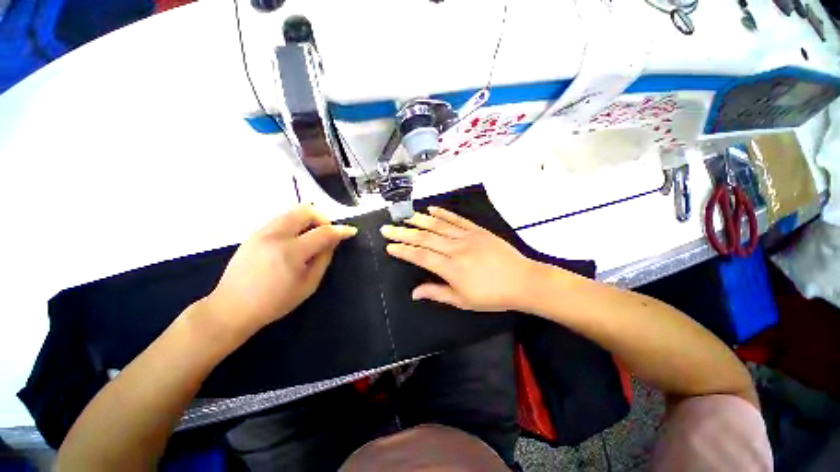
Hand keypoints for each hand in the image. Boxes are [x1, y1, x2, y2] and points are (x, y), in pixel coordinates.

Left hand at [202, 205, 356, 337]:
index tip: (351, 231)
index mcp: (291, 252)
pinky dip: (295, 223)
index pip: (323, 232)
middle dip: (322, 218)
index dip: (341, 230)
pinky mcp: (253, 233)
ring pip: (292, 211)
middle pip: (305, 211)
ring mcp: (261, 232)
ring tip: (311, 235)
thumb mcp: (308, 285)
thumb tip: (333, 242)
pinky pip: (281, 218)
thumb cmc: (275, 302)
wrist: (231, 308)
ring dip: (308, 219)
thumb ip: (323, 259)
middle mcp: (275, 235)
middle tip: (327, 232)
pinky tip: (295, 239)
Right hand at [381, 206, 541, 311]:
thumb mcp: (463, 301)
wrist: (523, 281)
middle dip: (403, 233)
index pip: (420, 256)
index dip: (403, 251)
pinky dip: (443, 213)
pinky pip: (457, 219)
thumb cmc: (492, 296)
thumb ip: (437, 293)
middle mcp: (455, 249)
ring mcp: (467, 236)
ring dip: (420, 220)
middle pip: (425, 238)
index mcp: (451, 268)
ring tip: (405, 217)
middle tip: (387, 228)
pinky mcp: (477, 230)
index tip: (389, 246)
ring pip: (438, 225)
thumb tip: (414, 292)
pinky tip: (431, 209)